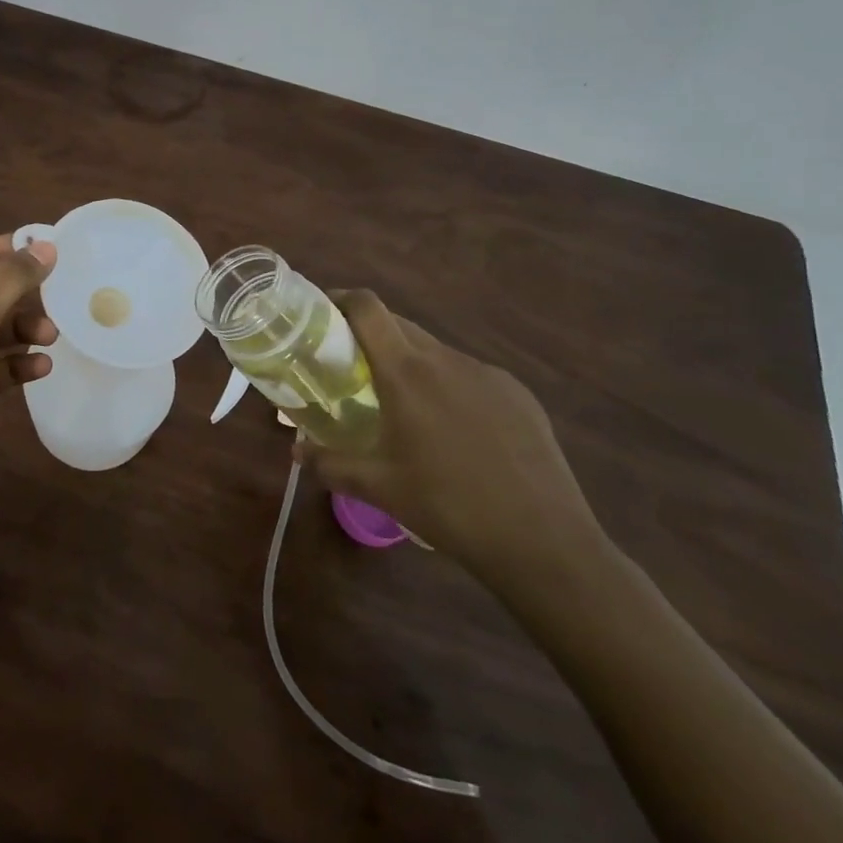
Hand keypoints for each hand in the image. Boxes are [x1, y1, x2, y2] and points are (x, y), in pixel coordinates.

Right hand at [297, 290, 600, 581]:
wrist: (544, 542)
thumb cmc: (448, 507)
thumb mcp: (379, 488)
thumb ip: (330, 464)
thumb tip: (297, 451)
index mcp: (406, 373)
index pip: (368, 309)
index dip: (342, 299)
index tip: (322, 312)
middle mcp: (446, 360)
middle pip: (399, 325)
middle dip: (371, 335)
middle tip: (351, 366)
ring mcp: (488, 374)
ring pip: (435, 352)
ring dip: (411, 363)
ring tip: (404, 406)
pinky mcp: (519, 394)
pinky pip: (470, 375)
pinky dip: (449, 386)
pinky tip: (455, 430)